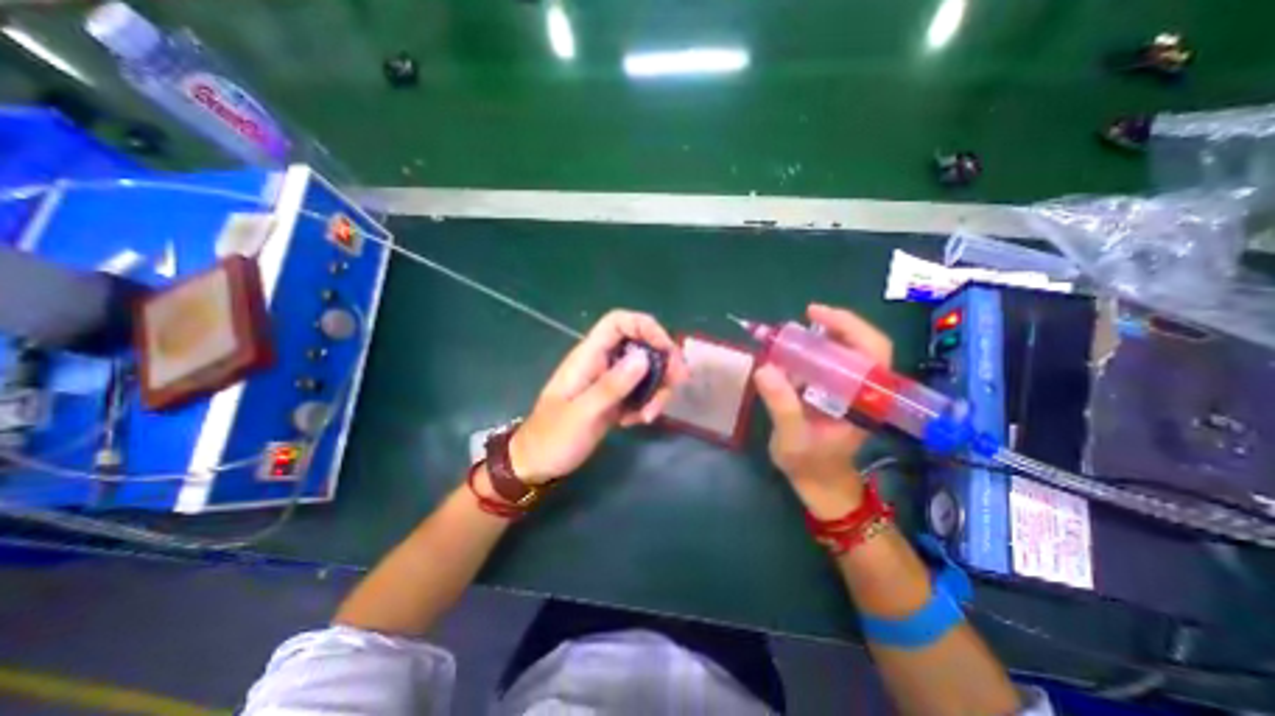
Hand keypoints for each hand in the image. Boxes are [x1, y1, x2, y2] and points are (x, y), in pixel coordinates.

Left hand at [509, 310, 687, 483]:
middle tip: (677, 383)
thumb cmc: (553, 438)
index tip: (667, 351)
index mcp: (588, 356)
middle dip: (662, 362)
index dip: (646, 327)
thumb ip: (612, 385)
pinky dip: (645, 405)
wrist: (537, 464)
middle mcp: (601, 363)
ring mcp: (609, 382)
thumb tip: (644, 357)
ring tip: (648, 417)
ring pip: (645, 371)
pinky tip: (634, 423)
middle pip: (640, 346)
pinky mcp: (614, 399)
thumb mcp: (582, 413)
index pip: (618, 322)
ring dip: (656, 390)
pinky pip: (639, 393)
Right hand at [749, 302, 888, 513]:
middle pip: (862, 346)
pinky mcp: (837, 392)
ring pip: (846, 352)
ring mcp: (851, 390)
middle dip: (834, 325)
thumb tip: (764, 369)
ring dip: (821, 337)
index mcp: (866, 401)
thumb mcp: (792, 439)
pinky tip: (790, 354)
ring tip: (791, 334)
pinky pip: (830, 363)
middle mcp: (864, 390)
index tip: (816, 313)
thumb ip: (782, 406)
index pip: (873, 353)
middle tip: (803, 317)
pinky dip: (811, 352)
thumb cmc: (810, 465)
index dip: (850, 326)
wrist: (819, 483)